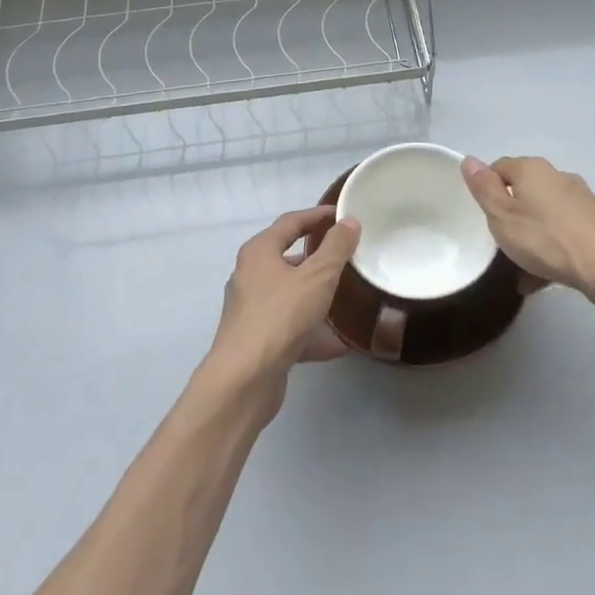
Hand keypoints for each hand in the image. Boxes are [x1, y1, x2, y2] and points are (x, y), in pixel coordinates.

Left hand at [206, 207, 359, 410]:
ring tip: (346, 296)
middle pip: (287, 257)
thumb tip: (349, 221)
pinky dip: (312, 332)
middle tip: (346, 254)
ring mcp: (251, 310)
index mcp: (259, 252)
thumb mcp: (317, 277)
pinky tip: (339, 344)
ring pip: (289, 294)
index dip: (317, 215)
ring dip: (315, 295)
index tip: (341, 214)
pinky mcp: (257, 340)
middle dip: (316, 256)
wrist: (245, 380)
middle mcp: (250, 275)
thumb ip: (336, 248)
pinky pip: (290, 327)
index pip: (291, 222)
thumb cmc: (281, 316)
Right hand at [461, 155, 594, 295]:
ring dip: (532, 235)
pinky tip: (545, 279)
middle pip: (524, 190)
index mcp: (531, 169)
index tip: (484, 216)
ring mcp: (581, 199)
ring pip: (545, 214)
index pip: (499, 167)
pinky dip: (553, 250)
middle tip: (502, 241)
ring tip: (522, 269)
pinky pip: (564, 232)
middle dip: (512, 214)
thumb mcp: (501, 216)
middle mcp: (557, 176)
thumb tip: (469, 160)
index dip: (487, 189)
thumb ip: (483, 188)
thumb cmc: (546, 238)